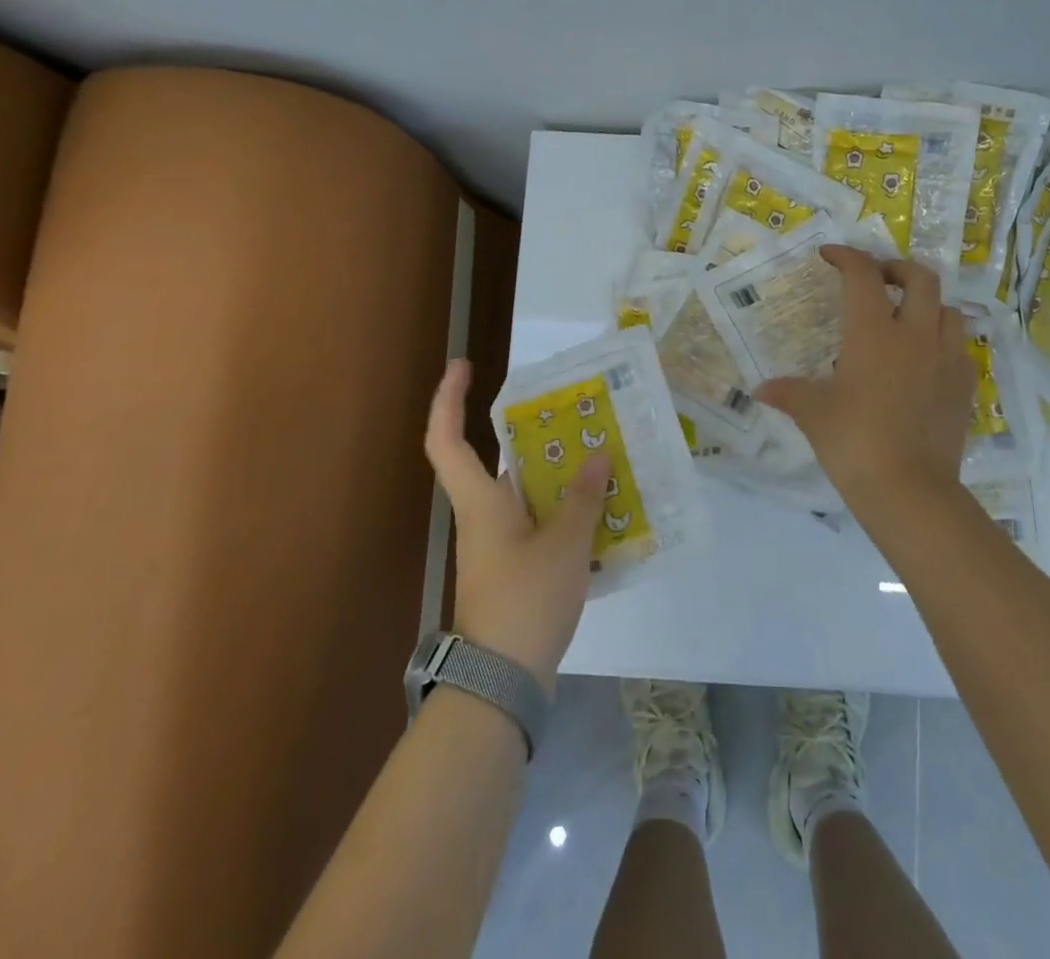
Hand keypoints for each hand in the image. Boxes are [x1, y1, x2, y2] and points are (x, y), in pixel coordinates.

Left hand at [424, 360, 606, 694]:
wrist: (503, 683)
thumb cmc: (525, 601)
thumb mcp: (564, 545)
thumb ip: (583, 498)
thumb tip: (597, 455)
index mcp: (481, 501)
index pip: (446, 440)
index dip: (448, 399)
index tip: (463, 366)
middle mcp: (483, 516)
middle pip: (501, 463)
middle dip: (535, 437)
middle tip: (575, 416)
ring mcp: (498, 546)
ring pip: (526, 495)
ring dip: (559, 477)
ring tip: (603, 458)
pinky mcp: (515, 570)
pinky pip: (539, 523)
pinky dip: (566, 511)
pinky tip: (603, 511)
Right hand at [754, 247, 974, 511]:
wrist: (908, 489)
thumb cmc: (852, 441)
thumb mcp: (813, 413)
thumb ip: (788, 393)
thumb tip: (760, 390)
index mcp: (874, 332)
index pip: (863, 275)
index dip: (847, 257)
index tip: (830, 255)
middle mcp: (915, 335)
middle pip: (920, 278)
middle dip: (897, 269)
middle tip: (876, 279)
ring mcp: (946, 359)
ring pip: (948, 310)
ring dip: (927, 304)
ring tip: (905, 318)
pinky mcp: (965, 386)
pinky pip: (959, 348)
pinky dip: (942, 341)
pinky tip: (925, 361)